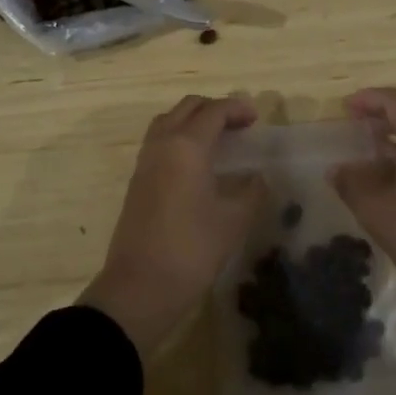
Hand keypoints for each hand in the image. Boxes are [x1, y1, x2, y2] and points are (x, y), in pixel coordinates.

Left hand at [80, 95, 265, 356]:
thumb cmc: (191, 249)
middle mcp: (162, 144)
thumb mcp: (233, 221)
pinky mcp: (137, 180)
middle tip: (239, 124)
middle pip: (187, 108)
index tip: (256, 119)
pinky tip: (196, 162)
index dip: (237, 109)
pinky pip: (159, 141)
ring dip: (193, 120)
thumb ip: (251, 192)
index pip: (213, 111)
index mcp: (187, 146)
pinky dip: (179, 137)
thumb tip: (258, 177)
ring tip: (218, 139)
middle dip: (214, 108)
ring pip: (169, 121)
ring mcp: (145, 161)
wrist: (140, 286)